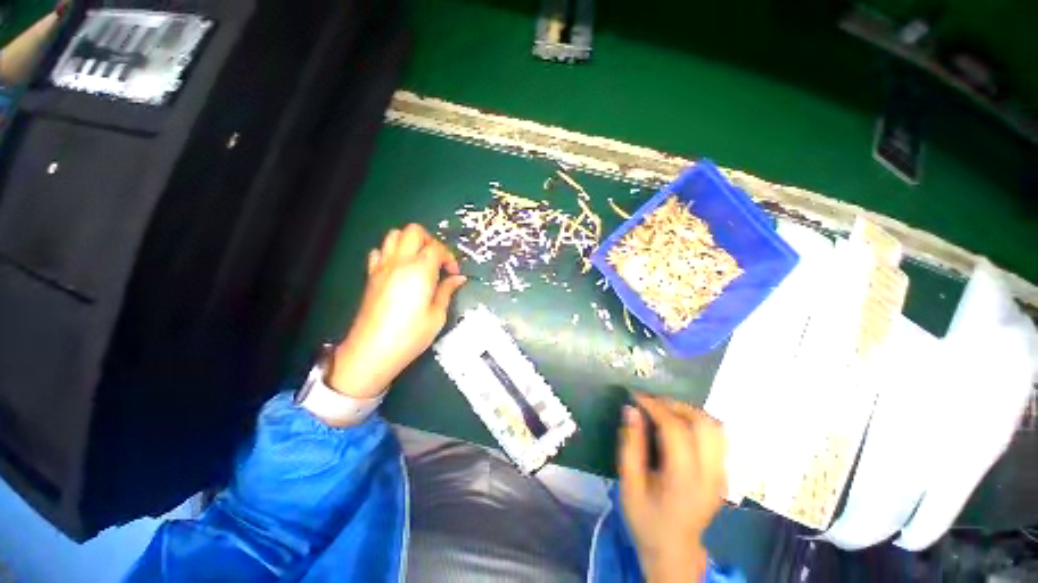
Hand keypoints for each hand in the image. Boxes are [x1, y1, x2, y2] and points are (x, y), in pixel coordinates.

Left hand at [329, 224, 465, 398]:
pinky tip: (399, 269)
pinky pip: (379, 251)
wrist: (372, 350)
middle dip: (431, 241)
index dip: (450, 257)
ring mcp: (382, 267)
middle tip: (438, 261)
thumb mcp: (437, 315)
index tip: (454, 273)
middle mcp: (400, 262)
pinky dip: (391, 252)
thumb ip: (447, 291)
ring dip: (411, 242)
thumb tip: (458, 278)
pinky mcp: (371, 276)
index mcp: (420, 270)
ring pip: (394, 235)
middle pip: (414, 231)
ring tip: (420, 261)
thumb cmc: (410, 335)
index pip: (437, 248)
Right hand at [618, 393, 726, 582]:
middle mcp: (709, 474)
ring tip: (665, 410)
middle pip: (702, 423)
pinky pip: (717, 436)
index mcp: (683, 479)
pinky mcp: (724, 474)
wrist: (674, 550)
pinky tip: (679, 425)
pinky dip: (698, 421)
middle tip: (651, 402)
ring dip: (689, 411)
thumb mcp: (628, 483)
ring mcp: (721, 474)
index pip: (675, 429)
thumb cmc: (646, 517)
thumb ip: (630, 444)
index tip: (636, 396)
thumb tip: (631, 409)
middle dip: (674, 404)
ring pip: (715, 426)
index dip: (655, 406)